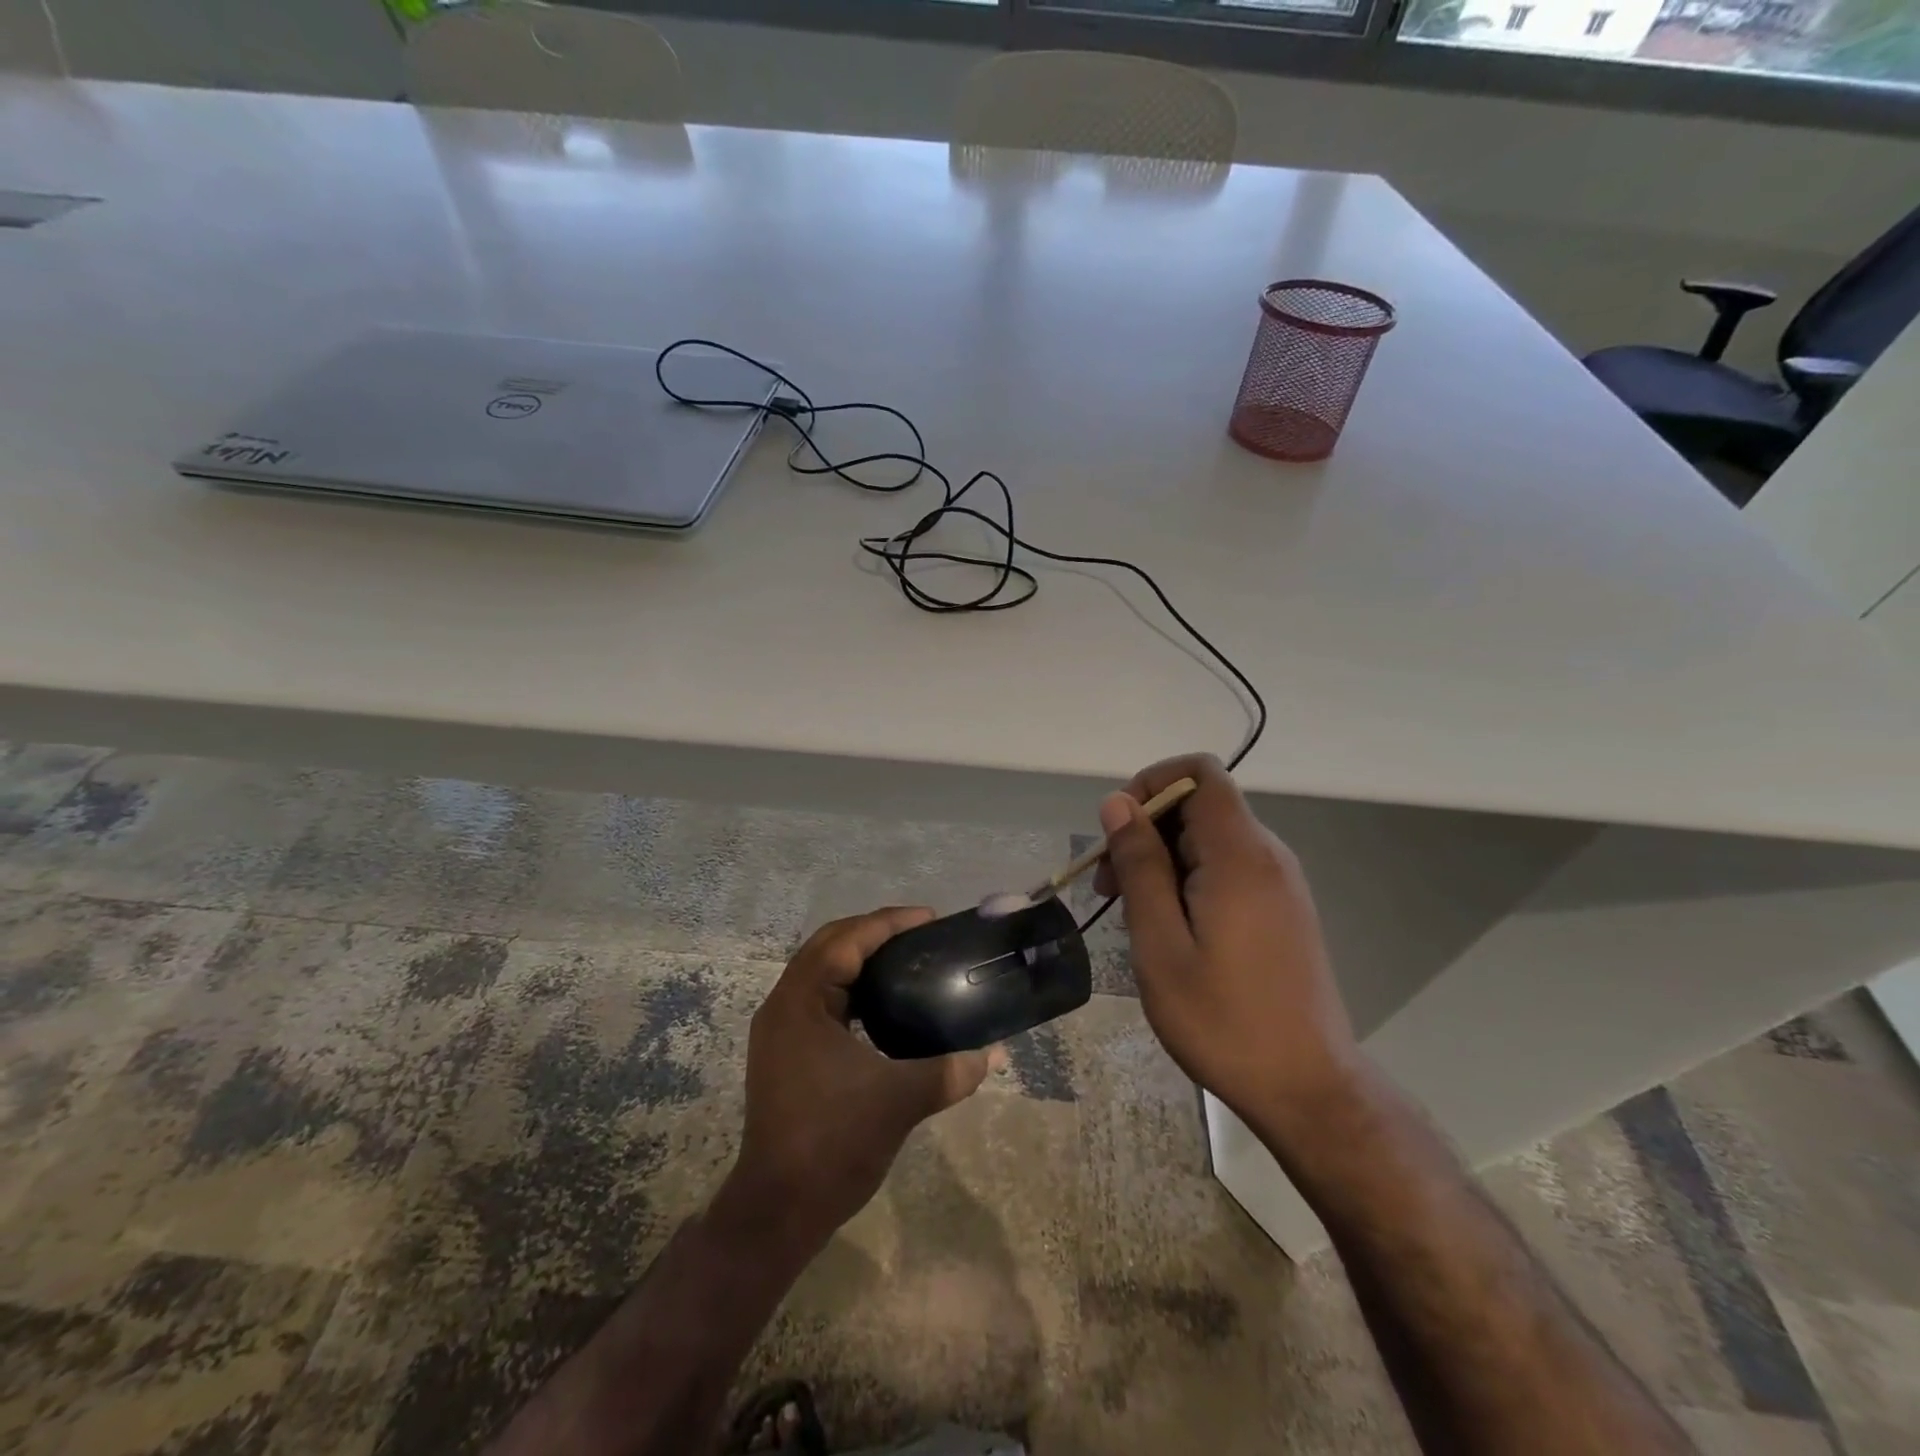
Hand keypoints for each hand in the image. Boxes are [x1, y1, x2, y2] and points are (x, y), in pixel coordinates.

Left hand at [726, 907, 997, 1252]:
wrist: (779, 1209)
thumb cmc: (833, 1143)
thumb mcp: (899, 1101)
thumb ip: (949, 1072)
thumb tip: (993, 1055)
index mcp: (801, 1002)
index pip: (845, 941)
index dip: (888, 923)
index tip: (928, 918)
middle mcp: (783, 1006)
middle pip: (828, 946)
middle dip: (872, 932)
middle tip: (919, 933)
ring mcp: (779, 1030)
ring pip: (820, 971)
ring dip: (859, 957)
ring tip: (905, 958)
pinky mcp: (784, 1052)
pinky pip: (819, 998)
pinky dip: (850, 987)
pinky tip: (881, 1002)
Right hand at [1092, 754, 1364, 1141]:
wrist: (1308, 1088)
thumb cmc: (1224, 1020)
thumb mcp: (1161, 944)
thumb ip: (1140, 865)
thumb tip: (1118, 803)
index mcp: (1239, 855)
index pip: (1199, 772)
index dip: (1151, 783)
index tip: (1118, 832)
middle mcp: (1267, 855)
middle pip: (1199, 805)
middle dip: (1146, 830)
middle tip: (1110, 890)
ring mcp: (1279, 882)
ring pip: (1209, 838)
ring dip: (1163, 859)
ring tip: (1135, 916)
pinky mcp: (1282, 908)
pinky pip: (1227, 867)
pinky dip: (1188, 879)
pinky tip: (1171, 930)